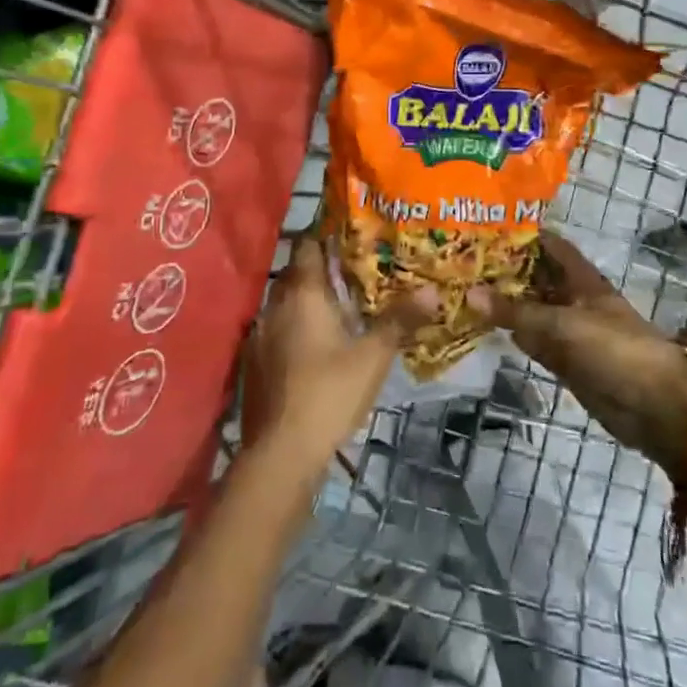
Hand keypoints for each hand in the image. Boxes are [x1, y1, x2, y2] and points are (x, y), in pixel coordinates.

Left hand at [242, 238, 436, 477]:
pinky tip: (315, 345)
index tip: (352, 235)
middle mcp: (275, 305)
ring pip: (285, 303)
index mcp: (302, 293)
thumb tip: (432, 290)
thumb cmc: (330, 392)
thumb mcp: (374, 356)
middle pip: (297, 273)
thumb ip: (400, 320)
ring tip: (340, 308)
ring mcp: (259, 334)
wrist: (281, 451)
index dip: (327, 236)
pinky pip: (277, 330)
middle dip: (323, 270)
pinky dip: (295, 328)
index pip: (308, 245)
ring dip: (308, 302)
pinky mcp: (253, 362)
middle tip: (356, 272)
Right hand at [468, 232, 686, 470]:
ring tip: (465, 291)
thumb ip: (516, 312)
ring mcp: (572, 334)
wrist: (655, 409)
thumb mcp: (562, 326)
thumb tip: (469, 292)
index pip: (551, 247)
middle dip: (507, 271)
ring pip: (534, 313)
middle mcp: (576, 302)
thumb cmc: (615, 352)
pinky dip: (516, 336)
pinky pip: (536, 343)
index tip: (486, 228)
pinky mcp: (568, 363)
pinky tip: (487, 330)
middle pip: (539, 279)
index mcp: (584, 281)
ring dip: (507, 305)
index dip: (524, 235)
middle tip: (463, 263)